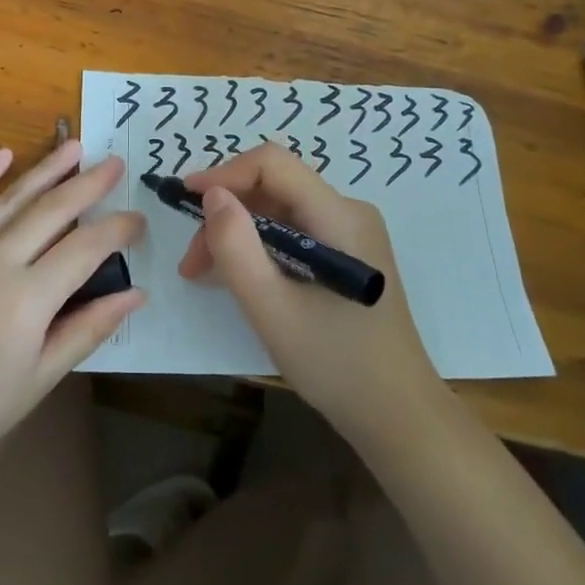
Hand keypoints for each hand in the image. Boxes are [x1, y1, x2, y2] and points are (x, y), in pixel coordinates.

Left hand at [0, 141, 144, 488]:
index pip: (85, 248)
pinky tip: (3, 154)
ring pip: (9, 199)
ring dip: (45, 169)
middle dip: (88, 184)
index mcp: (26, 300)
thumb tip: (137, 292)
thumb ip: (89, 327)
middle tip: (115, 163)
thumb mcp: (41, 378)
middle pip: (51, 210)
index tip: (138, 218)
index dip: (117, 229)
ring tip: (73, 146)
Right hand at [180, 142, 436, 441]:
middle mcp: (348, 212)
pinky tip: (238, 276)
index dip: (224, 173)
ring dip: (238, 232)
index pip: (273, 164)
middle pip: (274, 186)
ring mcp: (351, 234)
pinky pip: (293, 231)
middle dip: (226, 213)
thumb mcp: (272, 309)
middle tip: (192, 261)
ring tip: (204, 273)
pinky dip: (259, 246)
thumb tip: (212, 195)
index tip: (184, 200)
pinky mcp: (346, 255)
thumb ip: (237, 248)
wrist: (399, 419)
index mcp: (339, 216)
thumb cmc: (337, 365)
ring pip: (279, 209)